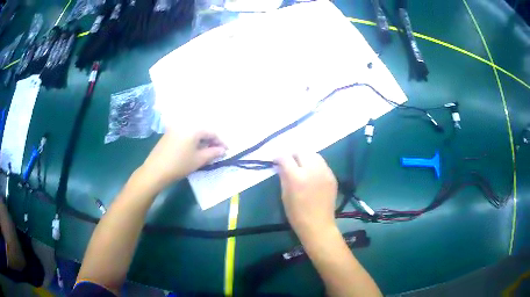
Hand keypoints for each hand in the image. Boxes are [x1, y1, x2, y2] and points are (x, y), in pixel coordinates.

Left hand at [140, 129, 226, 189]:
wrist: (155, 170)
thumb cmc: (179, 164)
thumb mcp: (199, 160)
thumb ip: (213, 153)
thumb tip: (222, 150)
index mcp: (193, 128)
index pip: (212, 132)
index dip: (220, 141)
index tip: (226, 150)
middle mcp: (184, 124)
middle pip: (202, 130)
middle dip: (211, 140)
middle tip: (217, 151)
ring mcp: (175, 128)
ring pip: (193, 132)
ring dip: (201, 141)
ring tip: (206, 152)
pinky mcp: (168, 134)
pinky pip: (185, 134)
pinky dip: (192, 140)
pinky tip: (193, 150)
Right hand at [275, 153, 337, 239]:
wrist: (318, 225)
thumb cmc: (296, 214)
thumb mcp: (284, 195)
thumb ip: (283, 177)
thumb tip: (281, 166)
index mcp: (296, 177)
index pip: (286, 158)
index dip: (279, 157)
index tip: (276, 161)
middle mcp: (312, 170)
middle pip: (301, 152)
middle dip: (293, 155)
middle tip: (290, 162)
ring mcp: (324, 172)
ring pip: (314, 155)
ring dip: (305, 157)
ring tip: (302, 165)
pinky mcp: (332, 176)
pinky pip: (322, 164)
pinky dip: (315, 165)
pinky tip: (312, 174)